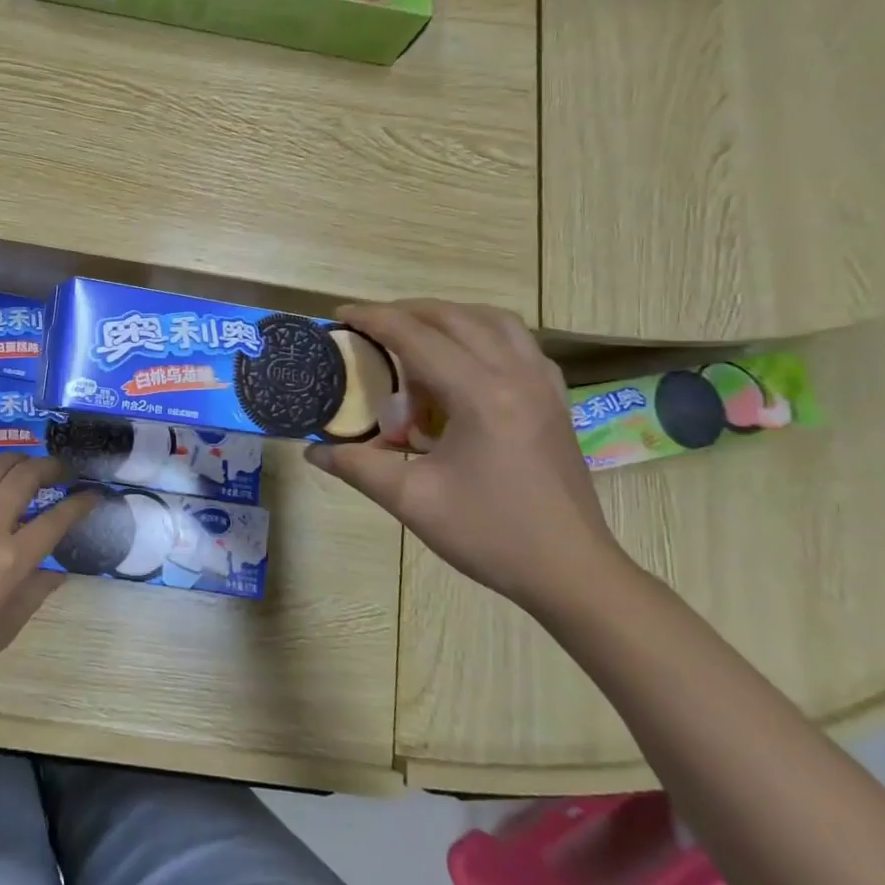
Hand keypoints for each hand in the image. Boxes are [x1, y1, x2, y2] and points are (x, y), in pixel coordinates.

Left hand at [0, 455, 99, 697]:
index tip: (92, 494)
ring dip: (16, 461)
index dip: (81, 502)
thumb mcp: (9, 625)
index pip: (57, 519)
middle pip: (25, 477)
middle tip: (62, 471)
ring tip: (27, 467)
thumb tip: (59, 570)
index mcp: (11, 560)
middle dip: (51, 467)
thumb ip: (37, 590)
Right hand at [306, 300, 630, 609]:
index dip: (373, 320)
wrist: (571, 572)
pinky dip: (484, 335)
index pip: (417, 337)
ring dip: (450, 317)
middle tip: (370, 326)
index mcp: (480, 395)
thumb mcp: (412, 500)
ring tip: (416, 334)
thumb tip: (313, 450)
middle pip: (456, 318)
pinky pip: (519, 344)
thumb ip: (357, 466)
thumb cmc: (490, 534)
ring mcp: (543, 385)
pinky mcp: (555, 400)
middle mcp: (515, 375)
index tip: (339, 316)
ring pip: (495, 321)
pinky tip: (465, 362)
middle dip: (407, 312)